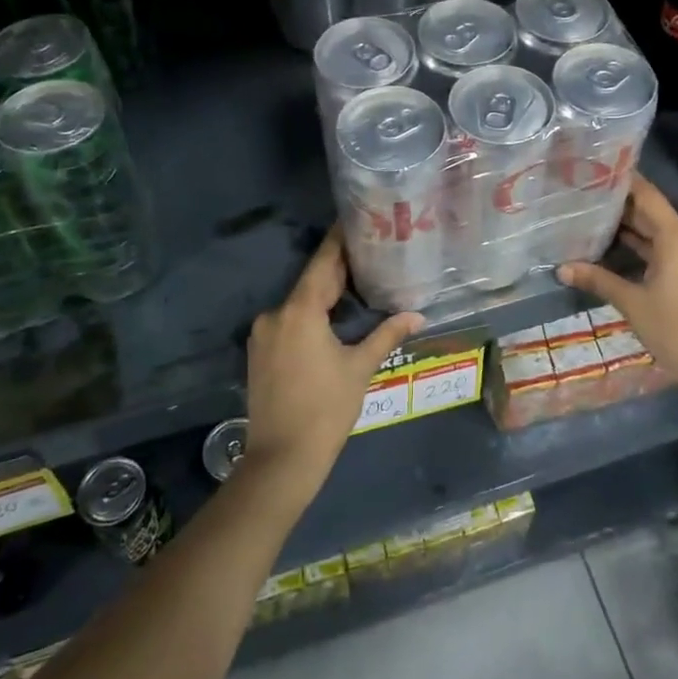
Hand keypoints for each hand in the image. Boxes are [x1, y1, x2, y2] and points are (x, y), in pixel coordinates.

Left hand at [243, 230, 424, 499]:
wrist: (281, 459)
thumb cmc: (326, 409)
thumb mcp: (360, 368)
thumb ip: (386, 334)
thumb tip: (418, 316)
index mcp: (300, 311)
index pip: (323, 263)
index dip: (340, 240)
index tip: (355, 219)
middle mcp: (276, 314)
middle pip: (311, 282)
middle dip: (338, 268)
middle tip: (369, 250)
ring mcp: (263, 334)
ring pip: (300, 303)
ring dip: (325, 293)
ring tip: (358, 281)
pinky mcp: (260, 352)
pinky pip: (289, 321)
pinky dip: (311, 314)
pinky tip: (334, 316)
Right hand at [557, 174, 677, 407]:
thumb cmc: (674, 328)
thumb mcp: (631, 302)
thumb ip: (598, 279)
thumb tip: (561, 268)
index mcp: (677, 238)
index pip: (648, 196)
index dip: (625, 181)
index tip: (598, 169)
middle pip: (652, 213)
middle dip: (621, 205)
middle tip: (586, 195)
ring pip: (657, 233)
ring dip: (630, 228)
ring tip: (593, 217)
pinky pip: (664, 250)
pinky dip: (642, 247)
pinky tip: (614, 247)